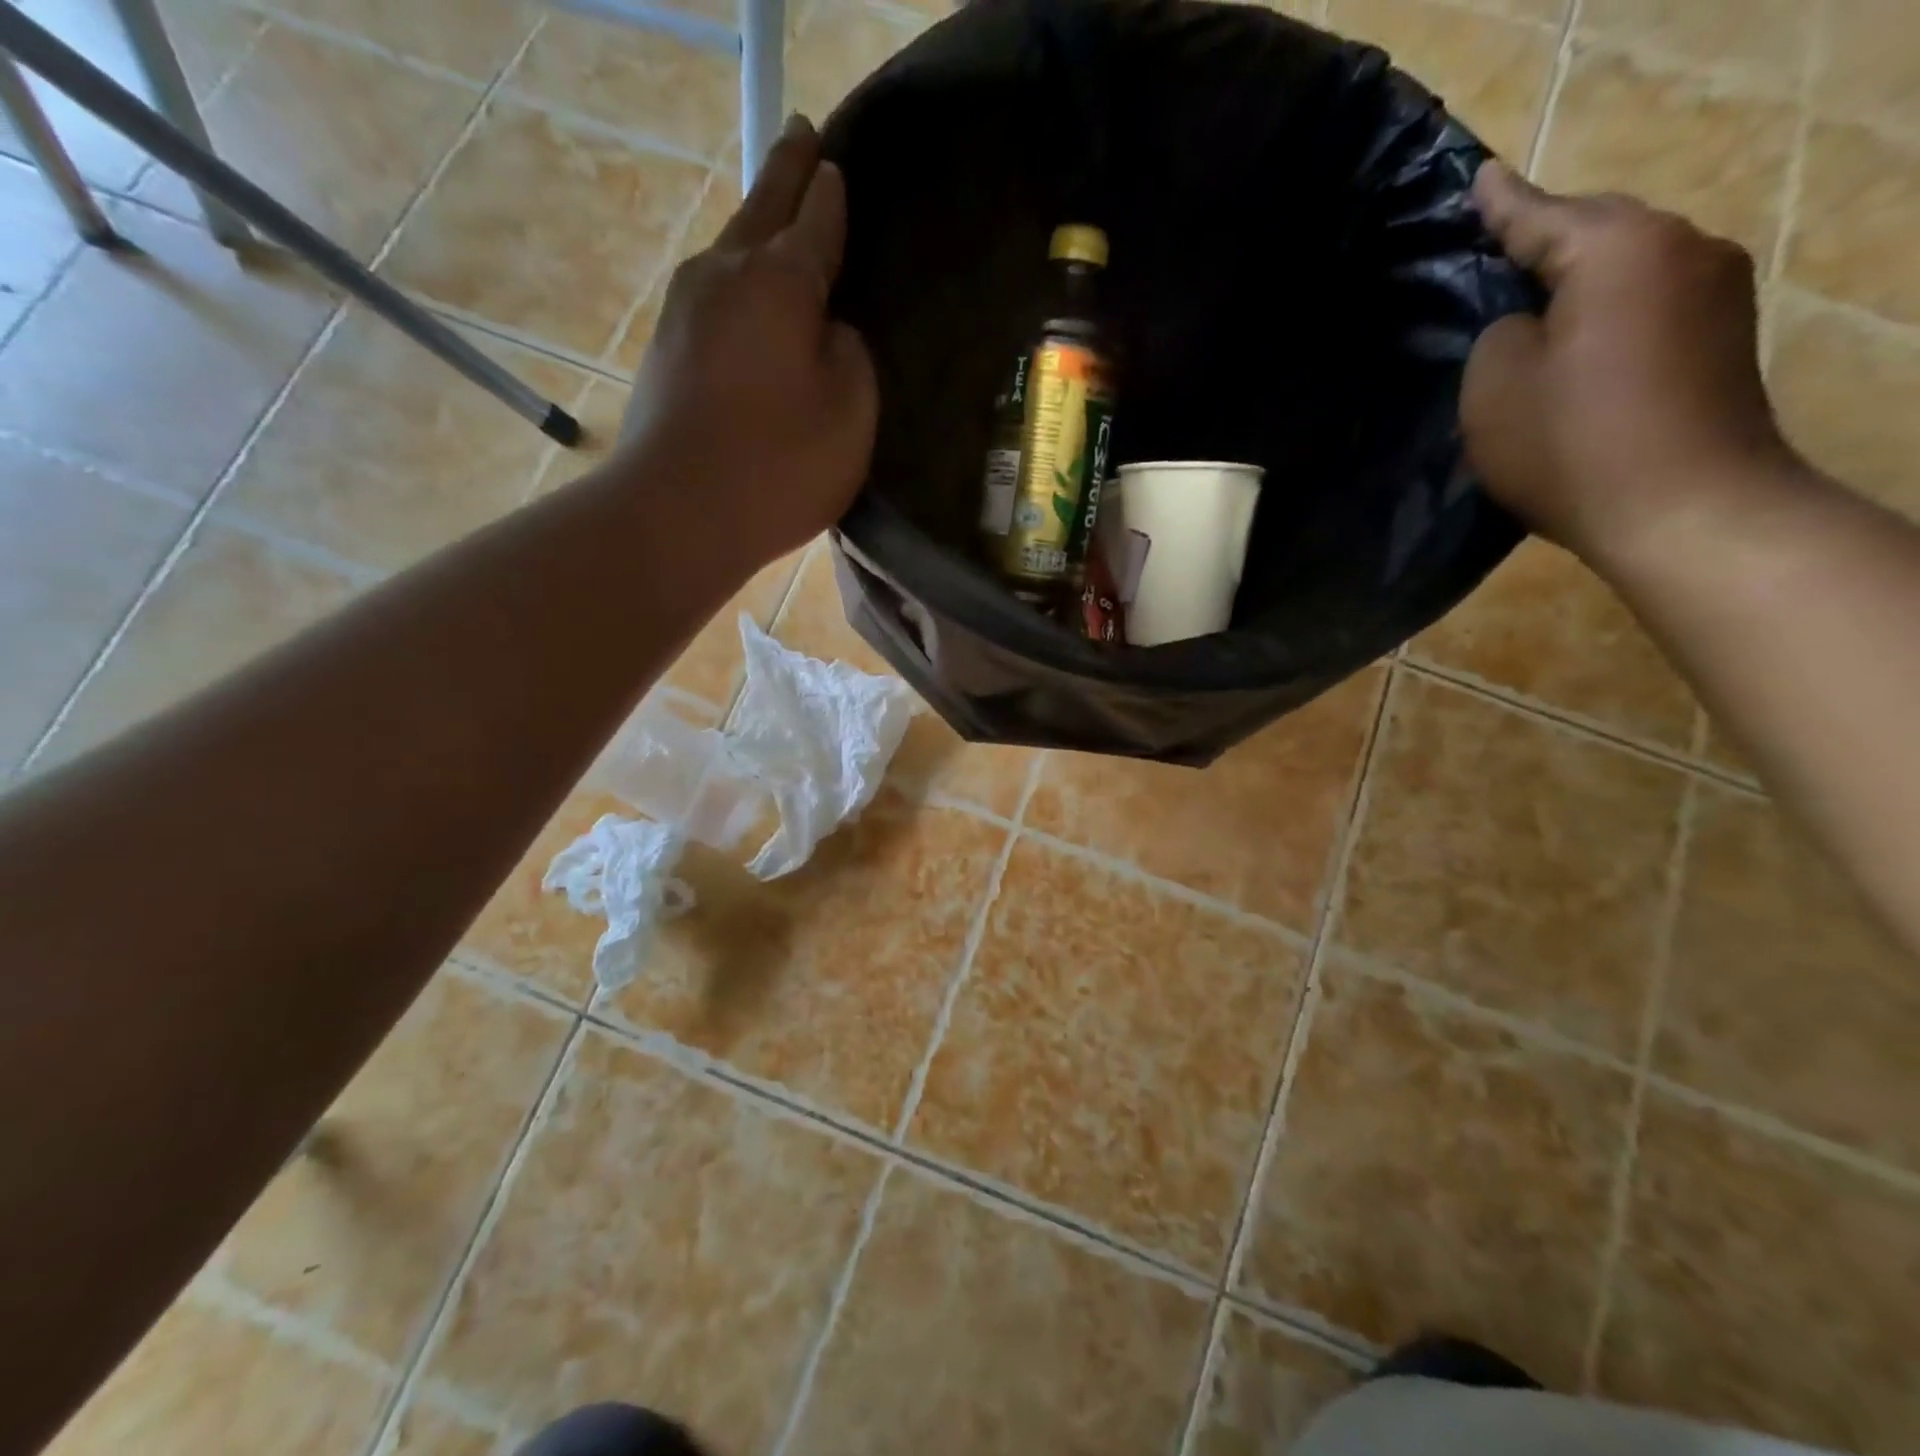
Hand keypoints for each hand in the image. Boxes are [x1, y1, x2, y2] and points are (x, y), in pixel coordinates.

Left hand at [619, 115, 877, 570]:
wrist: (677, 514)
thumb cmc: (779, 466)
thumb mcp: (850, 413)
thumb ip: (850, 356)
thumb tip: (825, 330)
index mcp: (779, 281)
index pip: (816, 219)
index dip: (832, 193)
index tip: (837, 164)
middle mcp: (724, 275)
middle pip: (762, 209)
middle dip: (787, 172)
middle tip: (804, 139)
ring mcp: (684, 310)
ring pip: (729, 250)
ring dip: (756, 227)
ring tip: (777, 213)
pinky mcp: (665, 349)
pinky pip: (713, 295)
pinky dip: (736, 282)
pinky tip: (746, 295)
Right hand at [1462, 162, 1796, 567]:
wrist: (1685, 507)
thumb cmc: (1571, 443)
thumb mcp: (1494, 388)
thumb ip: (1499, 334)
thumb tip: (1528, 323)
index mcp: (1619, 250)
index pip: (1542, 216)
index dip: (1501, 204)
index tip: (1478, 178)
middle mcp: (1682, 248)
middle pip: (1596, 230)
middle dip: (1544, 236)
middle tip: (1494, 243)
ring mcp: (1715, 290)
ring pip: (1626, 265)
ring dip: (1577, 277)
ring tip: (1529, 294)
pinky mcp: (1722, 335)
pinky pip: (1647, 300)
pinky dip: (1605, 309)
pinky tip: (1574, 335)